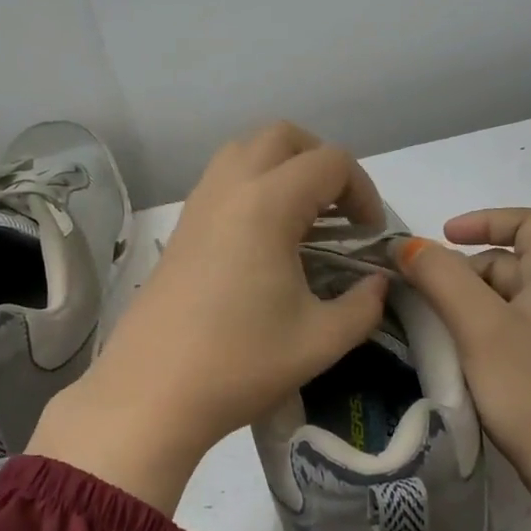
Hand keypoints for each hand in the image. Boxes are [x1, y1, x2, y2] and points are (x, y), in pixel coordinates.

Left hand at [29, 123, 388, 513]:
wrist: (152, 393)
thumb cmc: (240, 363)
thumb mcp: (321, 340)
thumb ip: (364, 305)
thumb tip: (378, 285)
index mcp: (267, 204)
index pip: (330, 162)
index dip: (363, 191)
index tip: (369, 236)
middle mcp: (229, 188)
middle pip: (282, 136)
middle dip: (321, 161)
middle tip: (339, 210)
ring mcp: (198, 204)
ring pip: (245, 150)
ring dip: (283, 168)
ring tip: (304, 219)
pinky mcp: (181, 227)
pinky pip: (223, 179)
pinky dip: (254, 186)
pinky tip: (266, 240)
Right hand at [397, 209, 530, 530]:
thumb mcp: (479, 324)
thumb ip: (442, 277)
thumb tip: (408, 246)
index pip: (528, 223)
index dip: (486, 220)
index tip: (444, 238)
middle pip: (507, 262)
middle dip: (462, 270)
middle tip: (426, 297)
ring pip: (501, 299)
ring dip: (464, 303)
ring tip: (434, 330)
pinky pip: (504, 331)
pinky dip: (475, 331)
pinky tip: (455, 357)